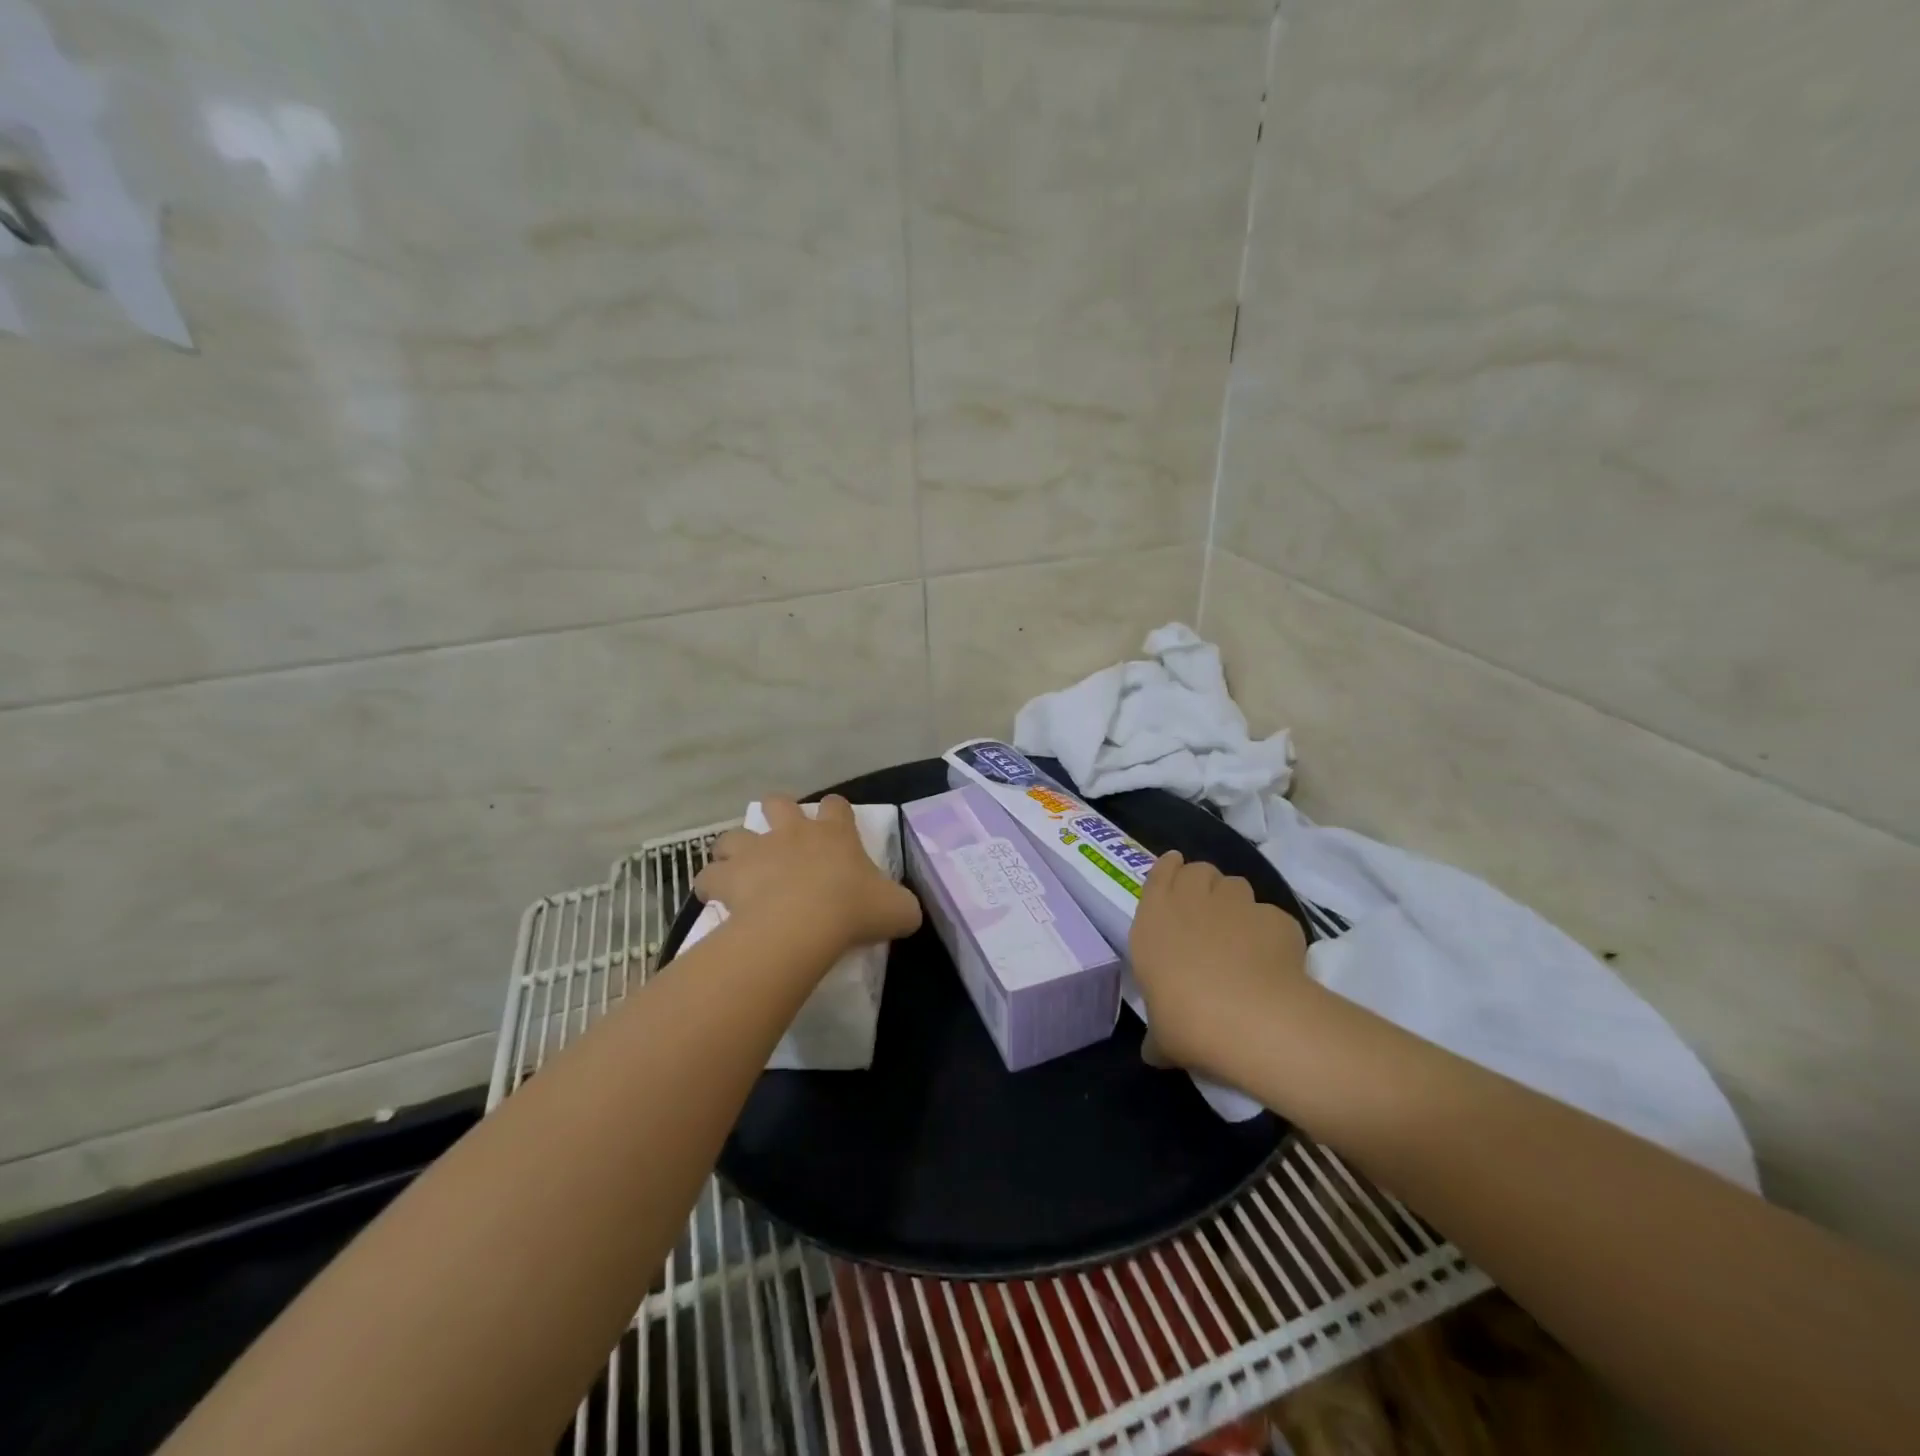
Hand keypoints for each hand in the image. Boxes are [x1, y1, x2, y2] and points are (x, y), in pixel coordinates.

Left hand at [694, 795, 921, 957]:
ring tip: (739, 869)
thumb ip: (902, 905)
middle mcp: (792, 832)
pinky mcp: (729, 876)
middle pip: (777, 802)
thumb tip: (905, 911)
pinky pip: (709, 876)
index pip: (836, 805)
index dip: (835, 811)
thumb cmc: (853, 909)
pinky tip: (716, 900)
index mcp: (834, 833)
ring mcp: (756, 850)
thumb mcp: (897, 909)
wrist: (803, 923)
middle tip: (780, 840)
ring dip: (735, 849)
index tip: (835, 825)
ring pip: (733, 835)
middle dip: (776, 814)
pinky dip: (711, 885)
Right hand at [1129, 850, 1308, 1082]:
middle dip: (1202, 884)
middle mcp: (1192, 898)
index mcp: (1154, 916)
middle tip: (1205, 913)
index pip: (1160, 871)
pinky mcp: (1276, 917)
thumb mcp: (1161, 1036)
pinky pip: (1270, 917)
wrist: (1249, 1018)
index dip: (1169, 870)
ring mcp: (1238, 903)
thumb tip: (1154, 1052)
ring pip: (1236, 885)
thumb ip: (1156, 1035)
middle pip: (1199, 870)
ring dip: (1234, 902)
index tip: (1175, 876)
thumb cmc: (1185, 1019)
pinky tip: (1272, 960)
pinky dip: (1269, 932)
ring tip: (1239, 935)